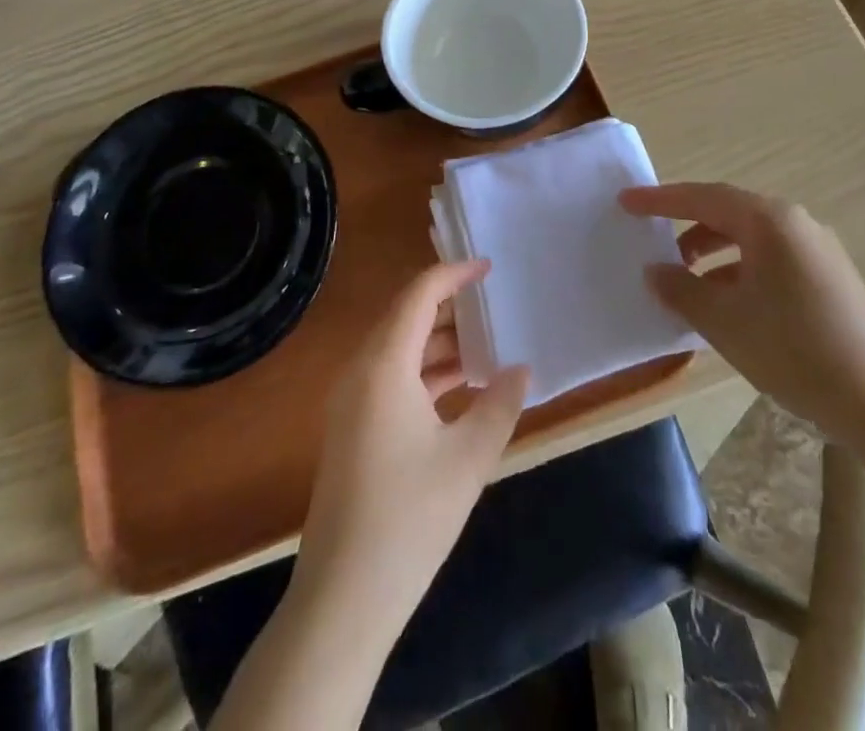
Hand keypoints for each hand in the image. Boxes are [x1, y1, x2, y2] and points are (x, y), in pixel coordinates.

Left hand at [293, 261, 530, 647]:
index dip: (453, 274)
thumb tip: (520, 368)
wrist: (344, 597)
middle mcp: (361, 371)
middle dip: (450, 308)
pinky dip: (426, 373)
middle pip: (406, 317)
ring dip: (440, 343)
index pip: (419, 295)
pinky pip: (392, 378)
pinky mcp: (353, 428)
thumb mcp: (468, 458)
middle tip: (494, 306)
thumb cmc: (410, 517)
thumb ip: (500, 404)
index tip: (488, 268)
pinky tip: (461, 388)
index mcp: (384, 364)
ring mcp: (352, 401)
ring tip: (486, 345)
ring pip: (400, 349)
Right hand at [622, 182, 864, 439]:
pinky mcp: (830, 279)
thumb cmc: (795, 350)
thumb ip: (681, 289)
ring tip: (685, 282)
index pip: (702, 197)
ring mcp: (818, 251)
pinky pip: (771, 260)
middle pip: (727, 213)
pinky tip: (726, 304)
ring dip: (713, 254)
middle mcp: (795, 224)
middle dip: (686, 227)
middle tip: (652, 241)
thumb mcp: (724, 321)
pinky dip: (739, 272)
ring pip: (750, 239)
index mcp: (769, 221)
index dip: (660, 200)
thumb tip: (655, 270)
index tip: (625, 201)